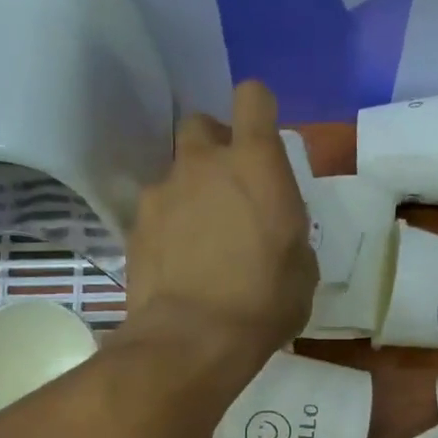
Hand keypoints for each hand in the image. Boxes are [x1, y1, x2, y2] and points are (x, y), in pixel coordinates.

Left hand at [120, 80, 317, 367]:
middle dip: (213, 147)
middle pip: (201, 124)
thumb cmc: (264, 303)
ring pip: (174, 173)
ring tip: (198, 239)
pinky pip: (154, 213)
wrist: (192, 340)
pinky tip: (175, 263)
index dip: (257, 111)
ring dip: (188, 192)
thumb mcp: (302, 269)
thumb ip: (289, 231)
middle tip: (227, 190)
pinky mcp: (135, 226)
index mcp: (255, 163)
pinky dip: (165, 228)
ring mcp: (162, 192)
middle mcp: (203, 163)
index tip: (261, 140)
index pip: (253, 97)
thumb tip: (276, 233)